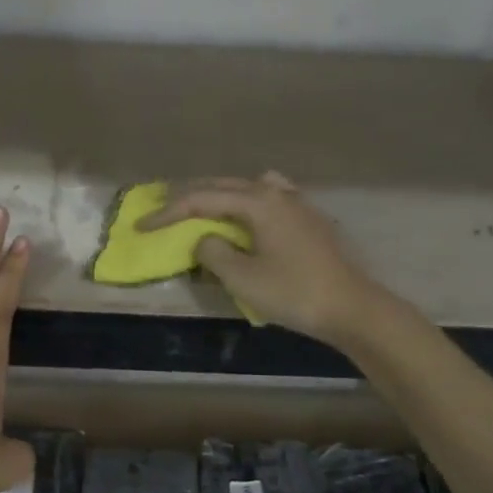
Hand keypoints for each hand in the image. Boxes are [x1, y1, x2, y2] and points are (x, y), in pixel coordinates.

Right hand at [138, 172, 390, 347]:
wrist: (352, 307)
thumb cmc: (294, 292)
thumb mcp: (243, 277)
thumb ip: (213, 252)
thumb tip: (205, 239)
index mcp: (258, 201)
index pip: (202, 199)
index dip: (168, 212)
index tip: (141, 226)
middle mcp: (276, 192)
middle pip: (223, 185)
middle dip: (189, 197)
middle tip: (162, 210)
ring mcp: (297, 203)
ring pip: (248, 188)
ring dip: (219, 196)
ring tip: (201, 209)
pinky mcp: (308, 218)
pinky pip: (267, 198)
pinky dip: (246, 203)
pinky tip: (247, 217)